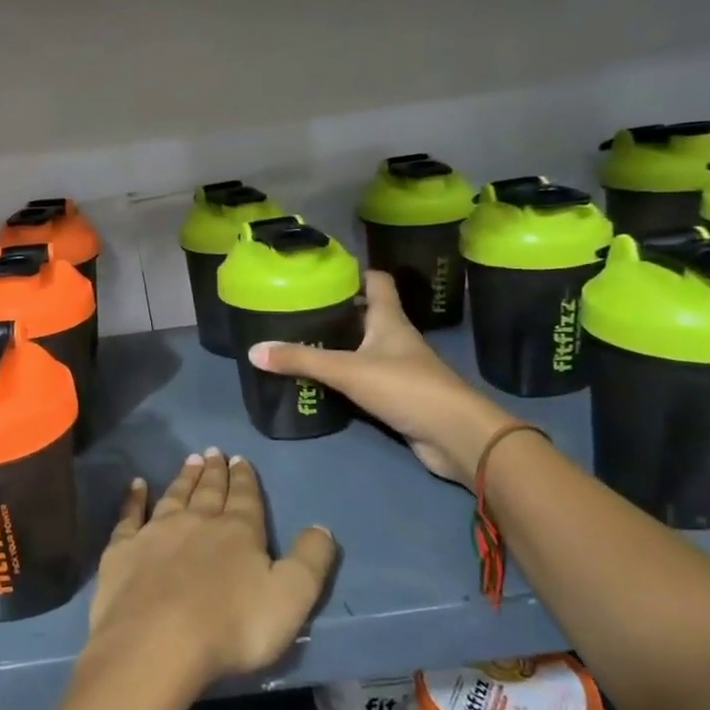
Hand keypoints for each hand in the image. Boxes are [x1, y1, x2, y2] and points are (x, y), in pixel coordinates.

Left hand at [87, 450, 336, 690]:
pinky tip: (136, 485)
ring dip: (184, 478)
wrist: (157, 641)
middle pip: (208, 492)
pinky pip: (130, 515)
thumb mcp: (290, 598)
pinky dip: (134, 498)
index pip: (245, 499)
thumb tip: (321, 527)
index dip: (245, 479)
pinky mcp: (123, 549)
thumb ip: (309, 561)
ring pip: (174, 496)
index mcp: (238, 532)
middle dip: (214, 472)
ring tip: (190, 460)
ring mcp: (156, 532)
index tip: (240, 459)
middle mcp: (196, 522)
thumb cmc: (231, 625)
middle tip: (214, 451)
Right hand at [247, 270, 512, 486]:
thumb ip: (301, 360)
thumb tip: (253, 350)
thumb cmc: (406, 387)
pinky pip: (363, 378)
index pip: (376, 282)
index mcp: (389, 320)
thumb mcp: (347, 370)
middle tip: (297, 310)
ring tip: (298, 342)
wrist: (455, 436)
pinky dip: (343, 377)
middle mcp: (394, 338)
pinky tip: (318, 381)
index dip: (354, 273)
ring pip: (362, 348)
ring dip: (337, 345)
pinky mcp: (396, 396)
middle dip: (334, 311)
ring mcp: (398, 368)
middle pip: (364, 315)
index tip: (323, 272)